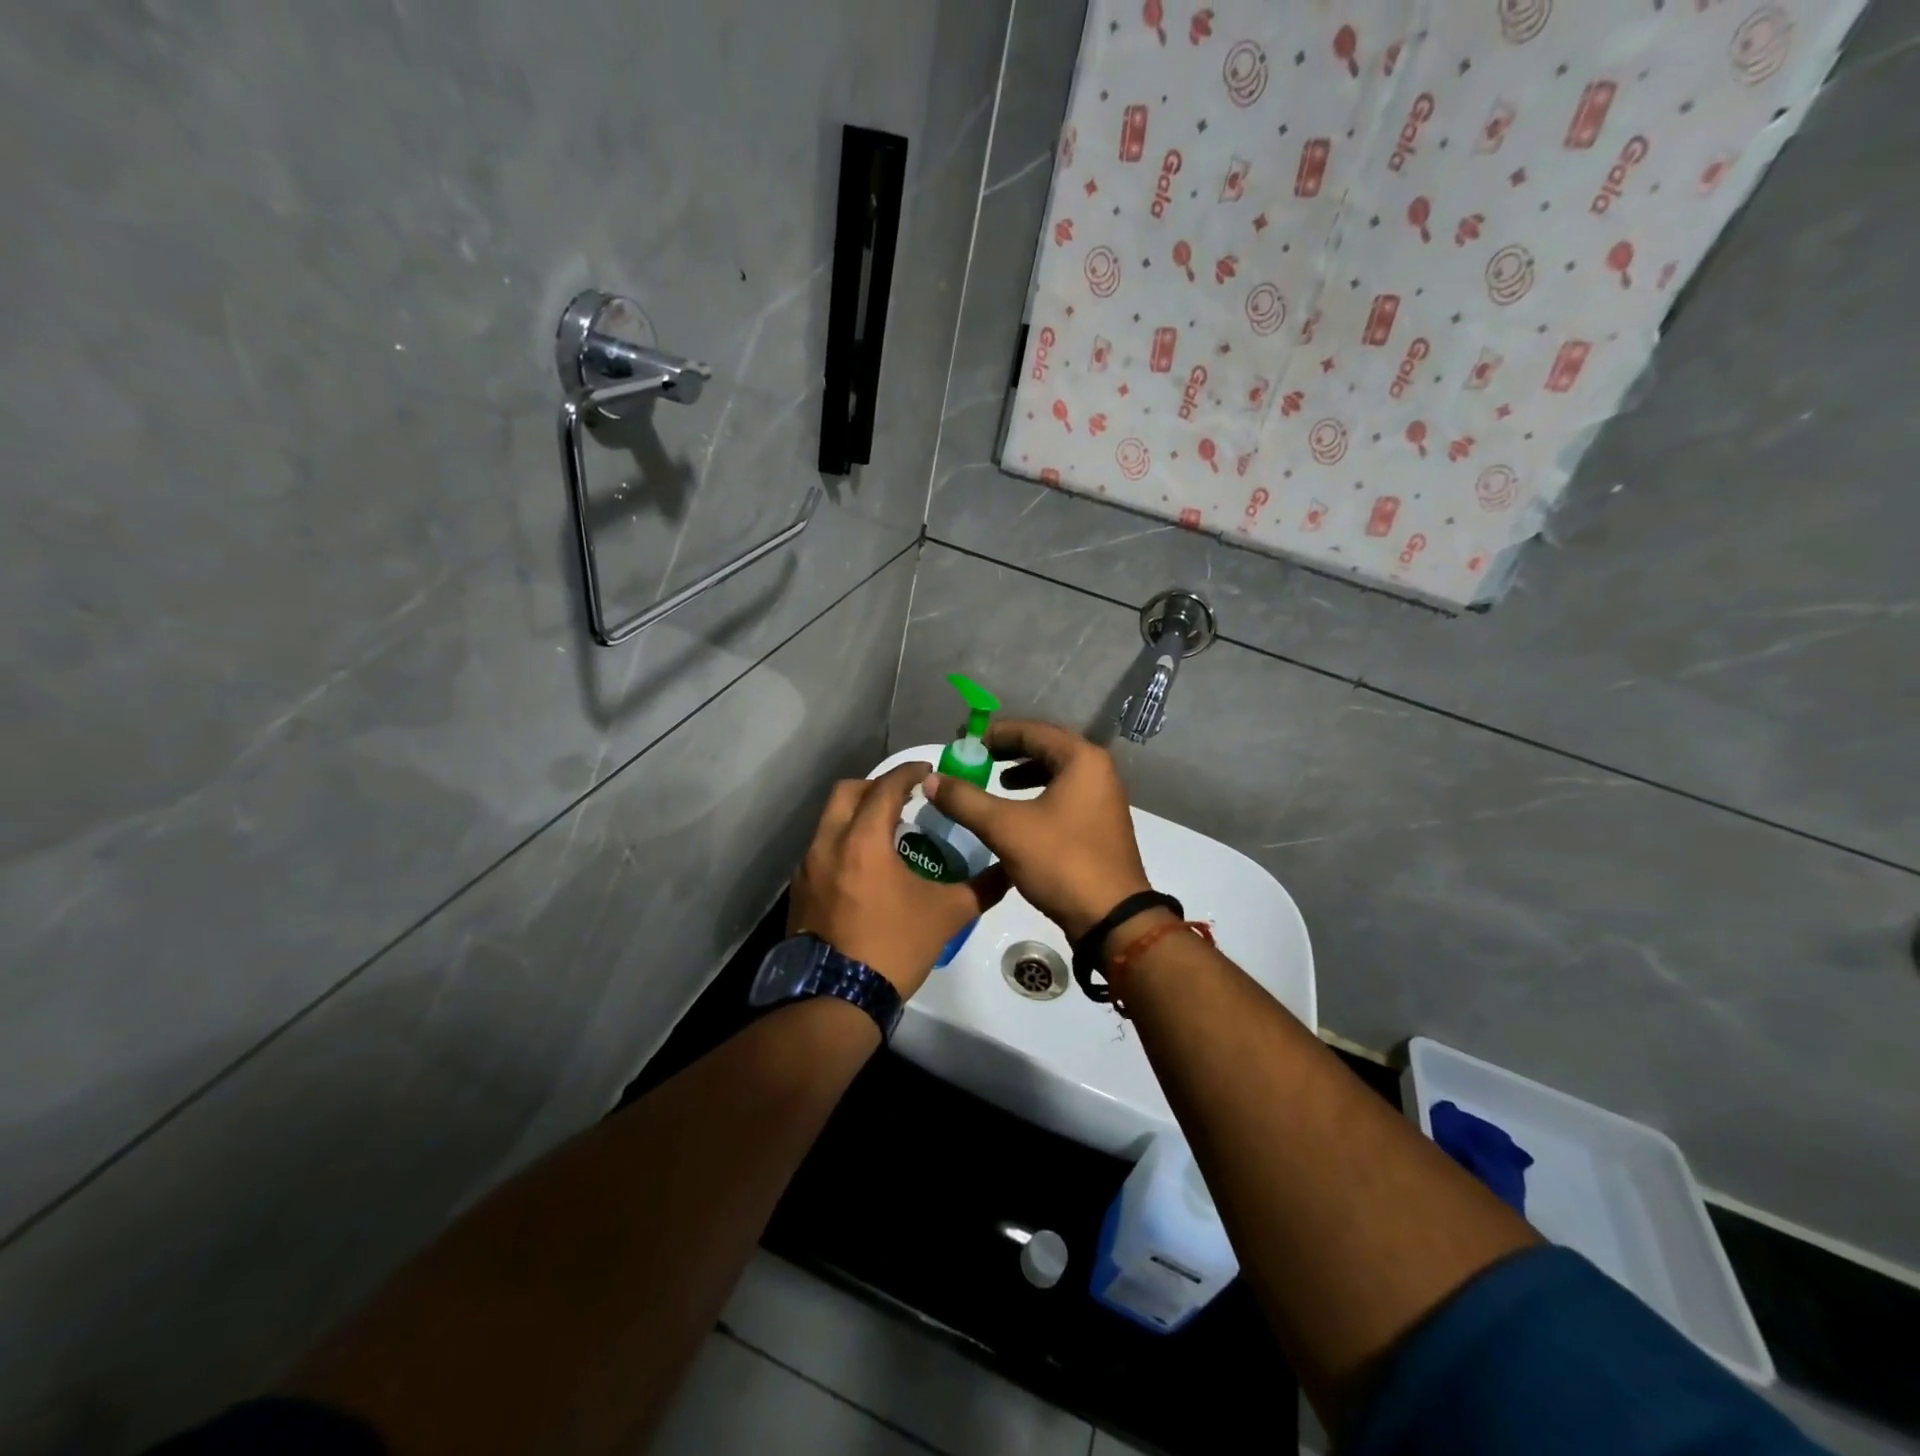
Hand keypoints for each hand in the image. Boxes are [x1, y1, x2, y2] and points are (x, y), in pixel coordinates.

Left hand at [788, 762, 1009, 999]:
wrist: (836, 1000)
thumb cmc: (893, 947)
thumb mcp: (947, 915)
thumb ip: (981, 887)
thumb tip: (1009, 870)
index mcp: (863, 840)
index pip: (885, 787)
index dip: (909, 772)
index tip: (928, 770)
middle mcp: (828, 844)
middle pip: (846, 793)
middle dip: (875, 786)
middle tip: (903, 797)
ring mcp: (807, 869)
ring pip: (829, 822)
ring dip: (856, 816)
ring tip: (885, 833)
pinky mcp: (799, 892)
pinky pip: (820, 851)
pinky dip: (842, 844)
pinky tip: (863, 870)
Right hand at [923, 720, 1150, 939]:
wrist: (1112, 919)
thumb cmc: (1061, 861)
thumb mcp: (1005, 828)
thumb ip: (965, 800)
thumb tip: (931, 779)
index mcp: (1082, 759)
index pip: (1032, 731)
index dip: (994, 734)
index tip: (963, 742)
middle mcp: (1098, 771)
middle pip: (1046, 748)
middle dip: (1008, 752)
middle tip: (975, 759)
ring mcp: (1102, 799)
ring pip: (1056, 773)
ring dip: (1023, 774)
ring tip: (994, 782)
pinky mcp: (1099, 824)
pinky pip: (1064, 795)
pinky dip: (1038, 795)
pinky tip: (1017, 814)